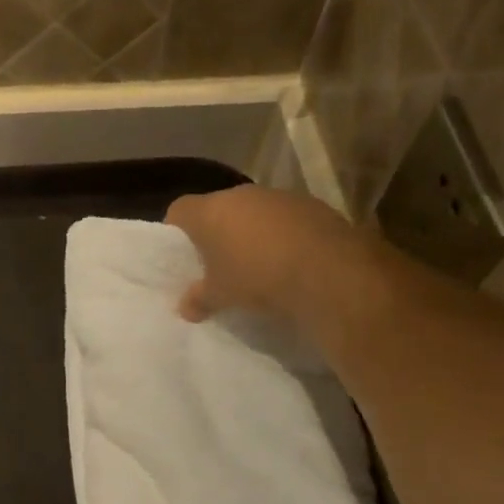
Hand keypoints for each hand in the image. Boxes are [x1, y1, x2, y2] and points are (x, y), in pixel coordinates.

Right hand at [165, 185, 369, 324]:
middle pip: (218, 208)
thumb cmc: (257, 279)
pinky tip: (289, 261)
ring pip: (254, 212)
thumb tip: (185, 308)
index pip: (179, 210)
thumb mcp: (221, 296)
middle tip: (218, 262)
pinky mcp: (311, 205)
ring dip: (252, 232)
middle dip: (217, 232)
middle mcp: (242, 195)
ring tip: (257, 264)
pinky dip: (282, 235)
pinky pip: (285, 219)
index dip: (176, 230)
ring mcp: (279, 197)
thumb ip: (199, 299)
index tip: (182, 254)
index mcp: (210, 211)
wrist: (327, 272)